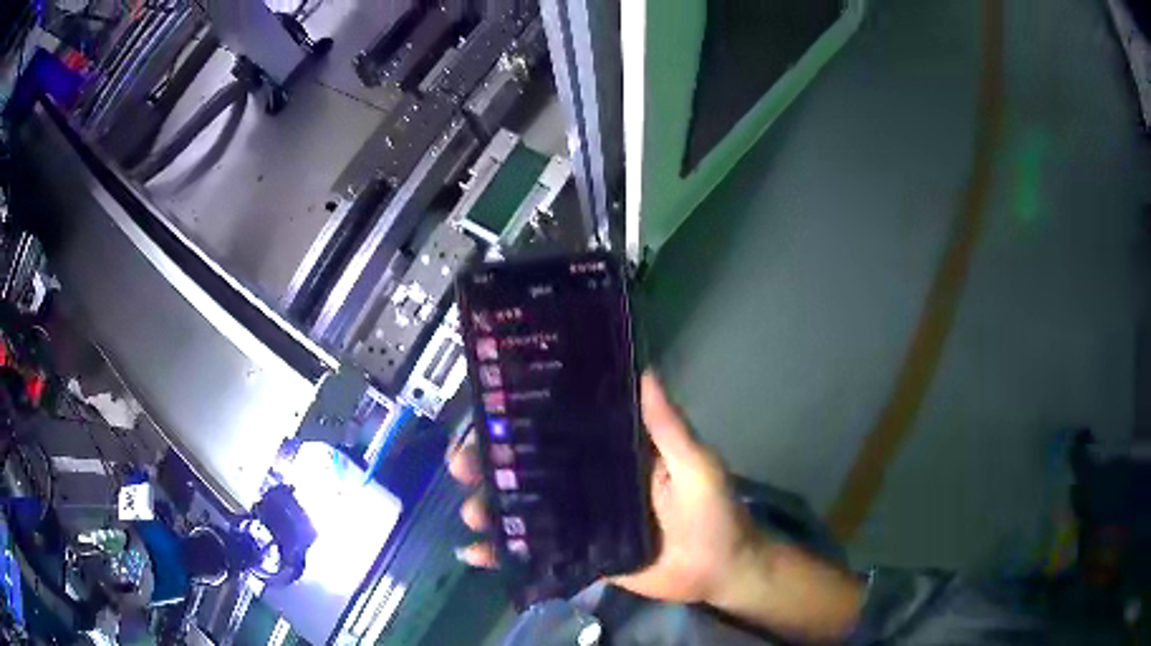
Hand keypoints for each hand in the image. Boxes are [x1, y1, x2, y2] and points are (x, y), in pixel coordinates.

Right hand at [447, 371, 767, 605]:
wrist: (720, 571)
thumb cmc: (713, 512)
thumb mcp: (695, 464)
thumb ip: (669, 427)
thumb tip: (645, 370)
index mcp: (614, 453)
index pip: (560, 429)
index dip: (520, 421)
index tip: (484, 416)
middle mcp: (591, 482)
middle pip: (531, 469)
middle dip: (491, 465)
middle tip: (460, 466)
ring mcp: (582, 521)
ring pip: (527, 509)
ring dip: (492, 508)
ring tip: (471, 512)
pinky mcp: (581, 555)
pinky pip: (538, 551)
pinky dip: (507, 553)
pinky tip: (476, 554)